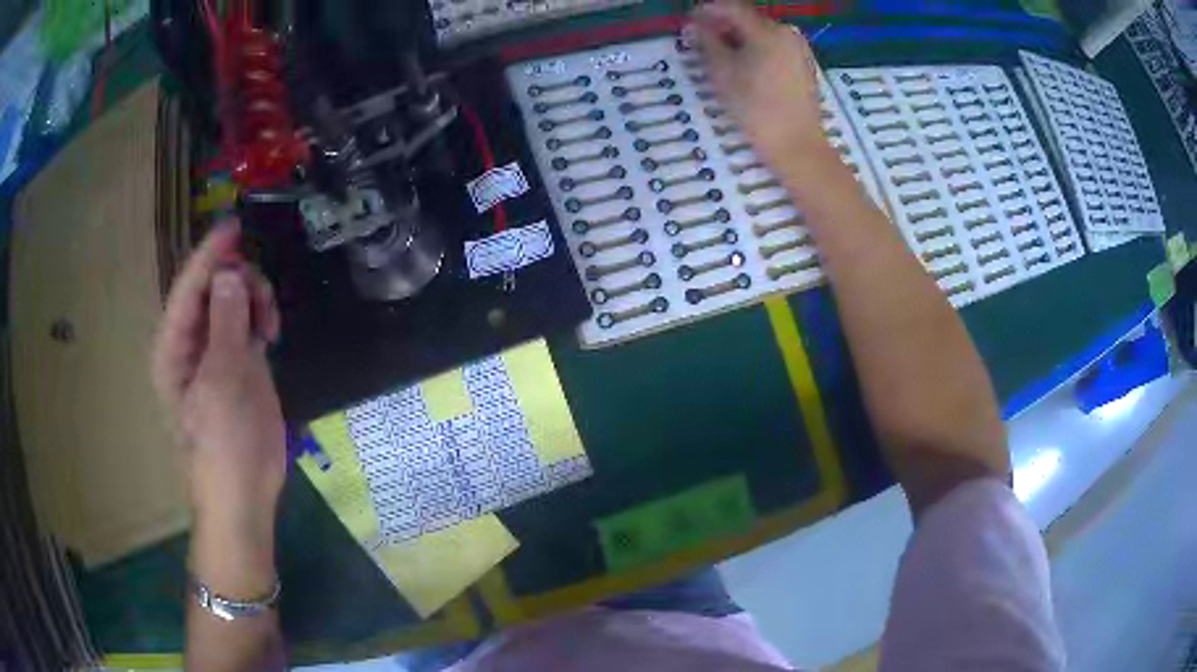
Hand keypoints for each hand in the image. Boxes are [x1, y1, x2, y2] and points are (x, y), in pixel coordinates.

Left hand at [152, 221, 285, 541]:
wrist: (245, 492)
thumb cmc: (223, 446)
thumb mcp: (222, 385)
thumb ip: (225, 327)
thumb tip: (231, 275)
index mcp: (173, 347)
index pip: (188, 289)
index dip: (209, 256)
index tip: (233, 226)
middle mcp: (191, 341)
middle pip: (212, 288)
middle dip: (238, 280)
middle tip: (261, 300)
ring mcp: (216, 351)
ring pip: (233, 300)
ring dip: (253, 297)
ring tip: (269, 322)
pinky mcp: (239, 362)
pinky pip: (248, 320)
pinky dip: (260, 314)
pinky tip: (271, 330)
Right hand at [687, 0, 828, 168]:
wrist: (797, 145)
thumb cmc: (756, 109)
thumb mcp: (723, 74)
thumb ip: (707, 44)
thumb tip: (693, 27)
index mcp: (767, 31)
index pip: (732, 8)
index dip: (707, 10)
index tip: (689, 20)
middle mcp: (787, 32)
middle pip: (749, 18)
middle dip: (723, 24)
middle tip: (700, 38)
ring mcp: (799, 49)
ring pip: (762, 33)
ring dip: (739, 37)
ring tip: (719, 53)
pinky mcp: (804, 65)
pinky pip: (775, 46)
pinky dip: (756, 48)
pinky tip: (743, 64)